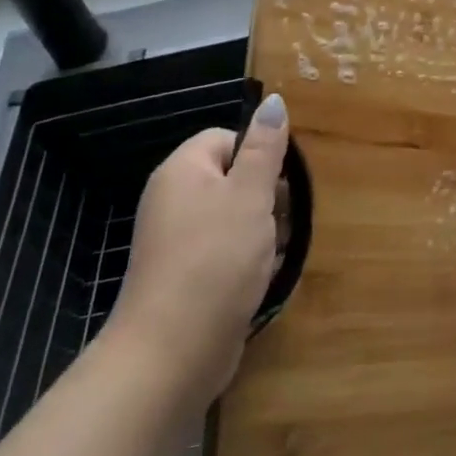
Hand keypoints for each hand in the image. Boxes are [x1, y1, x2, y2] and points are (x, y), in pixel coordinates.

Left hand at [103, 95, 288, 405]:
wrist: (171, 354)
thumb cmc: (215, 260)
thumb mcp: (250, 195)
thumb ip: (265, 148)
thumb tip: (273, 101)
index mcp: (183, 170)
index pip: (227, 138)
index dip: (259, 155)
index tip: (281, 183)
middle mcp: (173, 200)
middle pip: (232, 178)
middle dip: (266, 196)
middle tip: (284, 220)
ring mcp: (176, 241)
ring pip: (233, 217)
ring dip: (262, 231)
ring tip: (276, 252)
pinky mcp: (185, 276)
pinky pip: (224, 251)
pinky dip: (246, 259)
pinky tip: (262, 277)